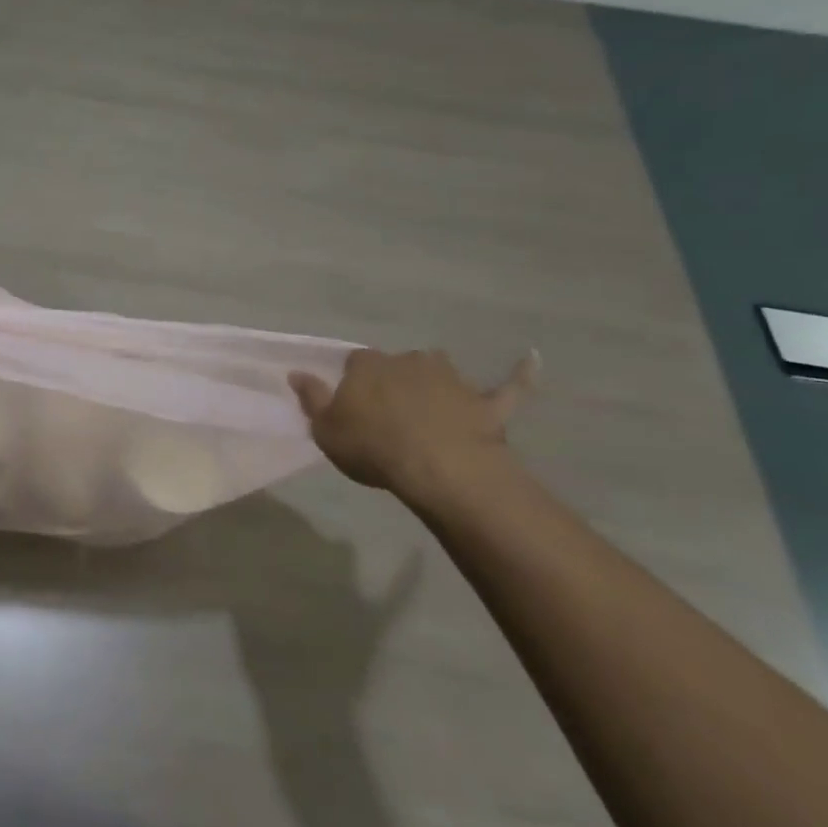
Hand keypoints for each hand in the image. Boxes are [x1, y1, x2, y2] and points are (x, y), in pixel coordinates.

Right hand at [289, 347, 537, 502]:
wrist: (440, 468)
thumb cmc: (374, 447)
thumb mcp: (326, 429)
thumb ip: (311, 398)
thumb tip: (296, 372)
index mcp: (368, 366)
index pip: (356, 363)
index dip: (354, 383)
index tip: (353, 404)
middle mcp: (409, 361)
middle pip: (397, 364)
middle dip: (394, 381)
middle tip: (390, 413)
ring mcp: (451, 379)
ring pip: (439, 371)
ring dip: (435, 381)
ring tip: (431, 405)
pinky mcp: (486, 403)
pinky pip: (507, 386)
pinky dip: (520, 374)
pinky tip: (532, 358)